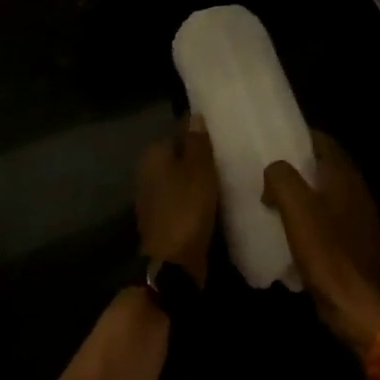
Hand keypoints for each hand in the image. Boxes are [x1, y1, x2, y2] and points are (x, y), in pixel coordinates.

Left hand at [135, 117, 218, 285]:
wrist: (173, 263)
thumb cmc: (186, 209)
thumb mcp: (198, 170)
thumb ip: (197, 142)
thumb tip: (195, 116)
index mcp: (153, 155)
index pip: (179, 132)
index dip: (201, 134)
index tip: (225, 137)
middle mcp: (147, 172)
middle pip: (180, 156)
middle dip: (201, 158)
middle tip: (232, 158)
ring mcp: (153, 197)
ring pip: (182, 179)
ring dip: (201, 180)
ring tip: (230, 178)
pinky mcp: (163, 218)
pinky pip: (184, 199)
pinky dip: (197, 199)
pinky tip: (217, 202)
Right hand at [263, 133, 379, 355]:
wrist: (354, 305)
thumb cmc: (325, 251)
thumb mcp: (295, 208)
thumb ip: (281, 178)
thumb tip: (274, 172)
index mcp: (345, 177)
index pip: (326, 142)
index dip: (302, 137)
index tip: (278, 140)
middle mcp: (359, 192)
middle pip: (329, 166)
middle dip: (303, 164)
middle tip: (274, 169)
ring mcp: (362, 219)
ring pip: (332, 192)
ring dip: (309, 191)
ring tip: (280, 198)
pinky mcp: (359, 244)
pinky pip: (334, 217)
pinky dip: (316, 215)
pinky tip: (298, 229)